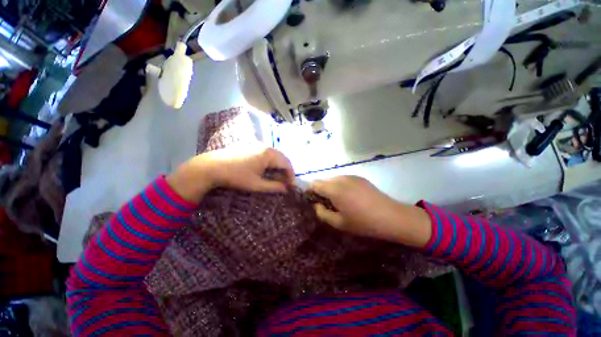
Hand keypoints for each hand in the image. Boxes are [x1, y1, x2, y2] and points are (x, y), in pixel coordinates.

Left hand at [167, 146, 294, 202]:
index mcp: (269, 154)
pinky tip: (267, 170)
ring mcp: (257, 145)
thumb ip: (274, 186)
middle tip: (286, 182)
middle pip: (282, 158)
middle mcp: (266, 147)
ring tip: (277, 177)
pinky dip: (271, 162)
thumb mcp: (257, 184)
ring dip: (279, 166)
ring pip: (275, 155)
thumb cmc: (236, 176)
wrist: (211, 167)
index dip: (291, 175)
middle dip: (286, 170)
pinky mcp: (251, 146)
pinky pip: (267, 154)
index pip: (287, 164)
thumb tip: (286, 189)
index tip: (291, 186)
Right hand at [309, 176, 431, 247]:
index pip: (314, 184)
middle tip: (326, 204)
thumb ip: (322, 213)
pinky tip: (350, 197)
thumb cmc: (363, 222)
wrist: (391, 216)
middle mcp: (340, 178)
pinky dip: (340, 186)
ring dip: (331, 188)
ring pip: (333, 179)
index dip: (310, 191)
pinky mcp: (359, 177)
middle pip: (323, 181)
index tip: (311, 200)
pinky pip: (343, 179)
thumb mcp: (339, 223)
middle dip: (320, 190)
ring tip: (339, 201)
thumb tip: (315, 205)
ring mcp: (351, 176)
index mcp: (334, 189)